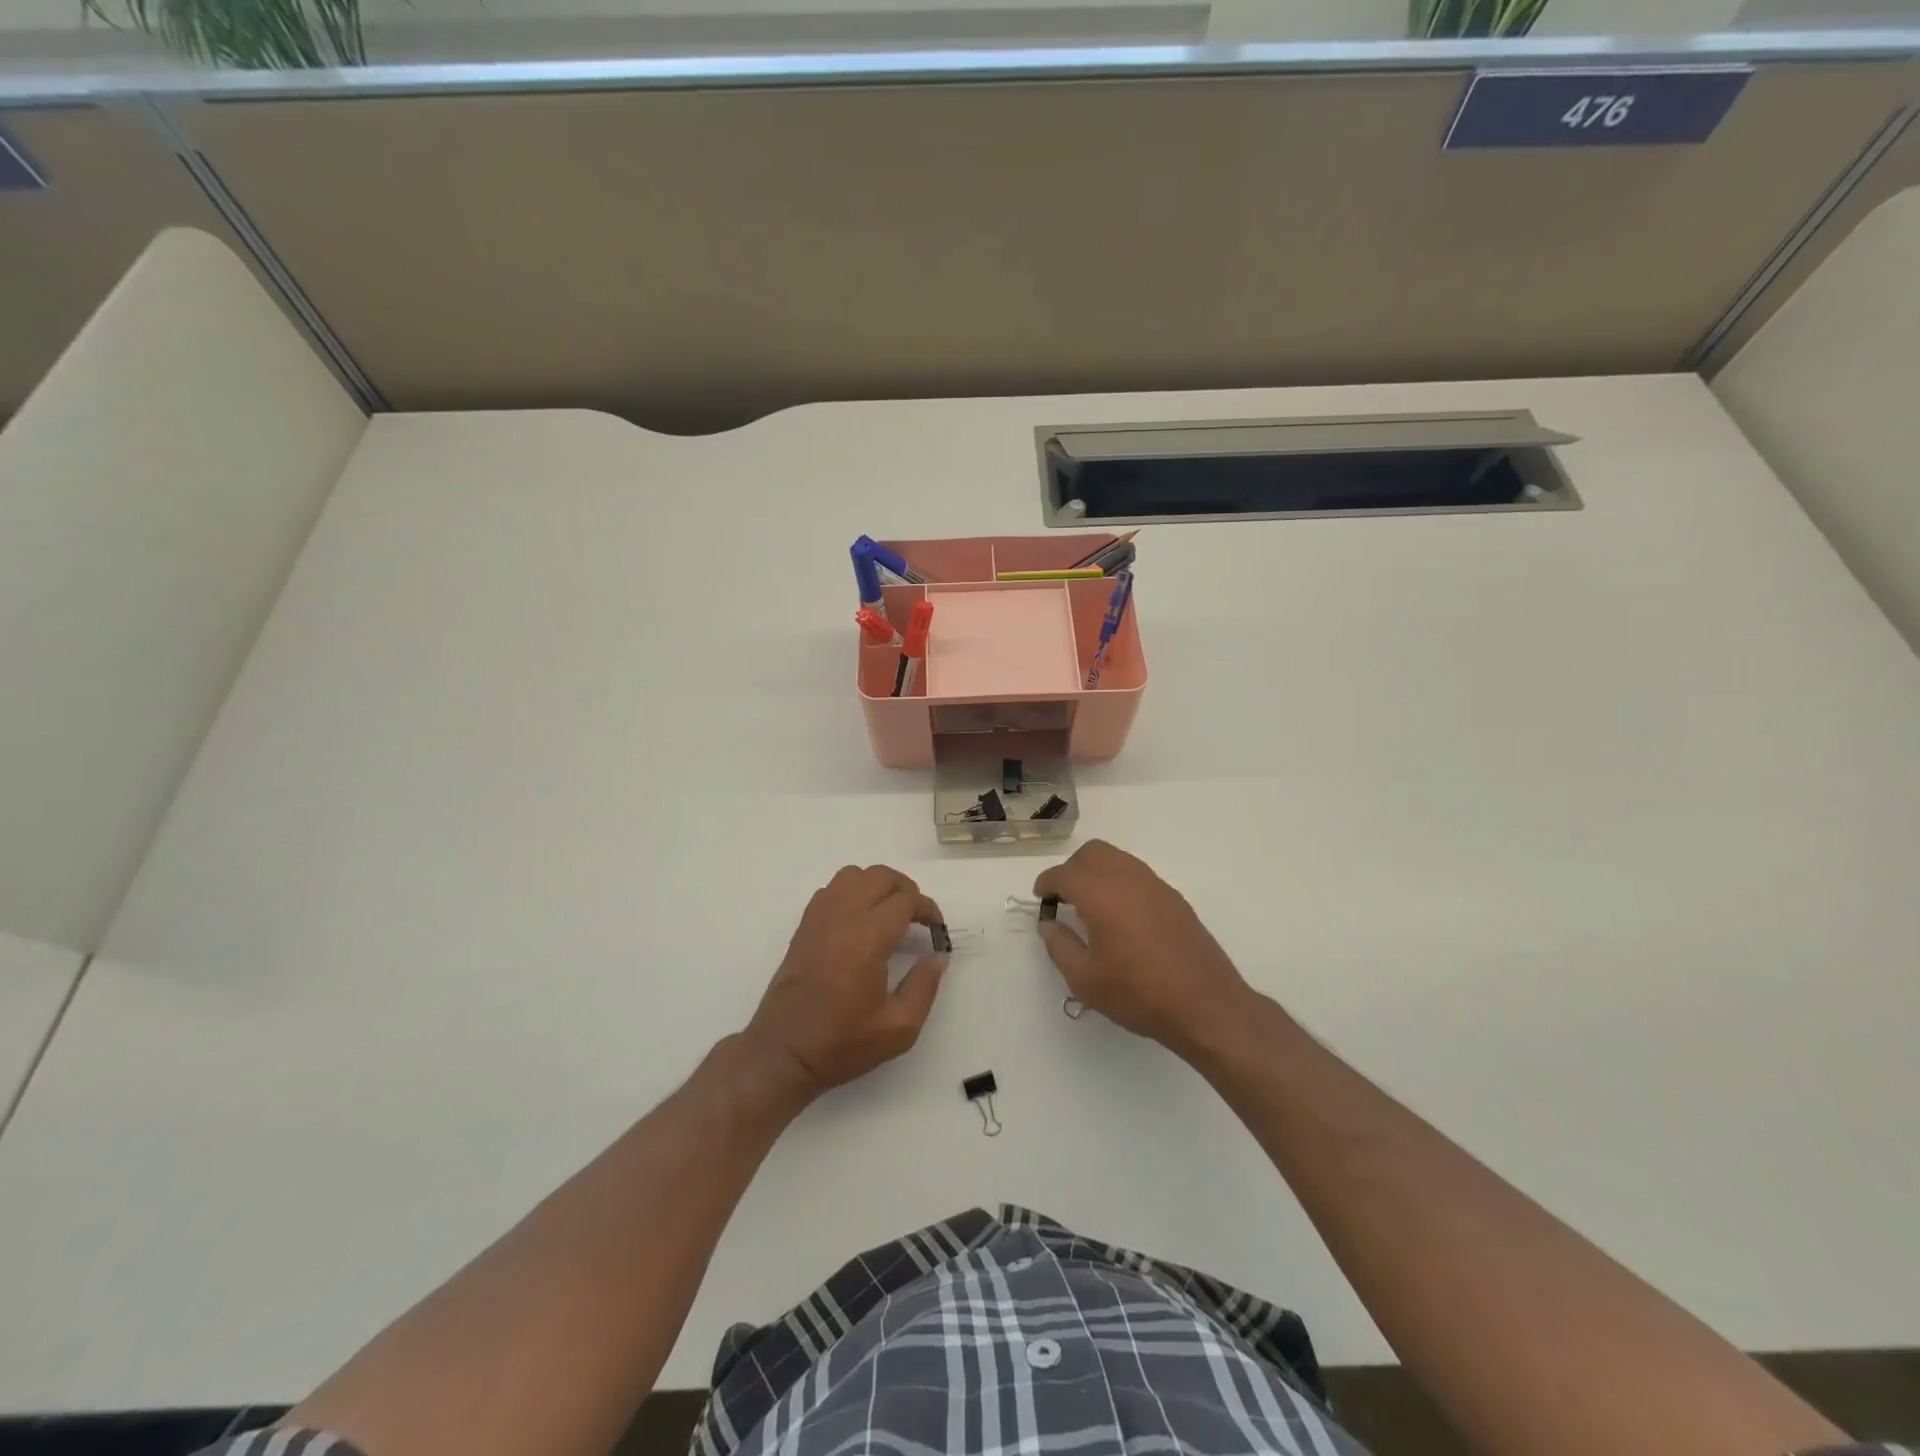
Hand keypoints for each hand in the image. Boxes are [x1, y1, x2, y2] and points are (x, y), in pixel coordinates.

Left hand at [746, 865, 948, 1102]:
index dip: (927, 909)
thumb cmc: (842, 1042)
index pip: (905, 900)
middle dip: (906, 890)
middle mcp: (842, 918)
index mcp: (867, 939)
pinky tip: (859, 920)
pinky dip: (851, 892)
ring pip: (853, 875)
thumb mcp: (898, 1028)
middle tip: (917, 917)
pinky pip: (831, 890)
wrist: (783, 1052)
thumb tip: (937, 956)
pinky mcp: (804, 926)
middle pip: (880, 876)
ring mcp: (819, 919)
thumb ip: (924, 986)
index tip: (936, 929)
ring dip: (876, 885)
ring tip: (888, 912)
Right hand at [1034, 840, 1253, 1058]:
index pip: (1065, 874)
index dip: (1047, 883)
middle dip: (1072, 869)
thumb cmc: (1139, 994)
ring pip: (1118, 859)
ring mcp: (1155, 885)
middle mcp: (1128, 879)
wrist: (1206, 1005)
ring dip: (1097, 872)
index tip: (1041, 899)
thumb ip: (1059, 946)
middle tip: (1064, 899)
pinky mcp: (1174, 898)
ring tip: (1091, 907)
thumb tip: (1049, 924)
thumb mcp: (1085, 979)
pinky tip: (1121, 916)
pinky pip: (1137, 874)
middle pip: (1092, 853)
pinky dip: (1119, 882)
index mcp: (1102, 894)